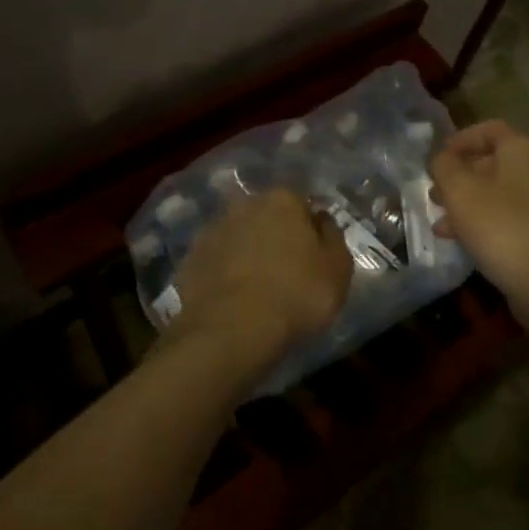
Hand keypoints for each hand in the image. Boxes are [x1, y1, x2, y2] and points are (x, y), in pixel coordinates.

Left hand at [170, 189, 352, 379]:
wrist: (231, 329)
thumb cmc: (296, 294)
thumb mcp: (338, 268)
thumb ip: (333, 237)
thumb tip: (322, 221)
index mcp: (283, 199)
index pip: (302, 204)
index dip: (310, 229)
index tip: (314, 255)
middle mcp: (245, 204)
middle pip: (267, 216)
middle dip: (275, 236)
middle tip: (287, 270)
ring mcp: (213, 230)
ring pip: (239, 236)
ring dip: (247, 252)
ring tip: (258, 288)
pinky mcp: (190, 259)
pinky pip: (216, 262)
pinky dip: (224, 274)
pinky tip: (233, 299)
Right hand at [431, 120, 528, 325]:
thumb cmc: (500, 226)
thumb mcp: (460, 191)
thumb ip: (444, 166)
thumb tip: (441, 159)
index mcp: (521, 150)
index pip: (489, 129)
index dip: (460, 139)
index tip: (437, 158)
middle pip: (491, 161)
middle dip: (458, 175)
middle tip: (434, 190)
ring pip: (495, 191)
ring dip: (464, 201)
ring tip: (438, 218)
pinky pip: (504, 215)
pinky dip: (480, 220)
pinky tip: (456, 239)